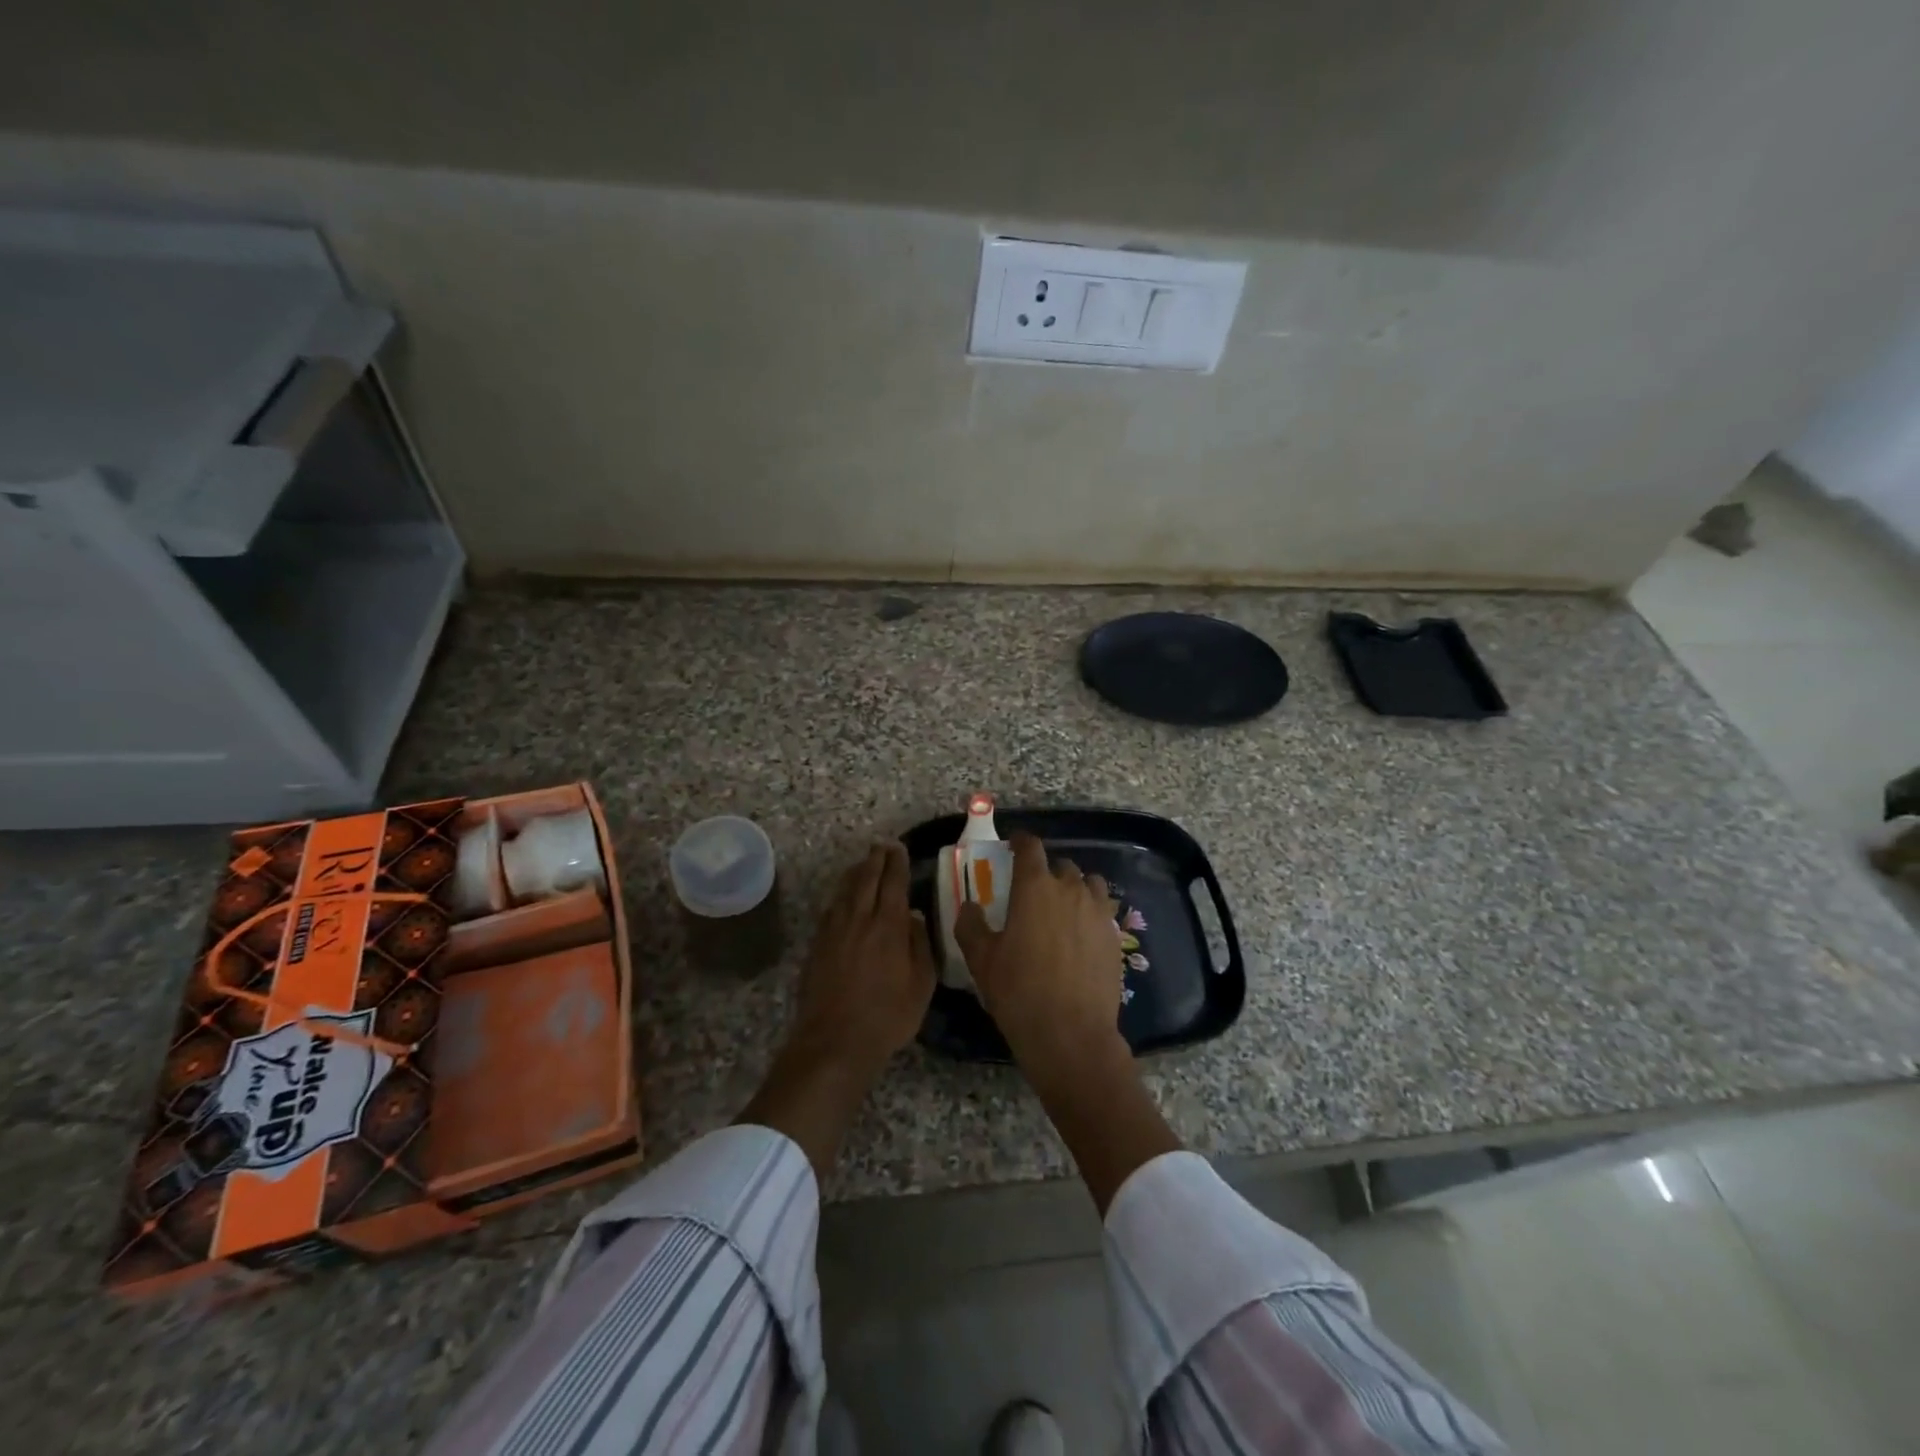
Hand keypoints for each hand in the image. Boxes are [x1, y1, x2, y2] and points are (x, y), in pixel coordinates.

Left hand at [738, 842, 935, 1181]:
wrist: (835, 1041)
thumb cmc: (887, 1016)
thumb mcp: (921, 985)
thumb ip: (920, 945)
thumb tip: (913, 917)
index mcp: (889, 926)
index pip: (893, 883)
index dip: (897, 863)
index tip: (900, 848)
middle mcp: (860, 919)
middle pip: (867, 879)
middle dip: (876, 859)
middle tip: (882, 845)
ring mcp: (834, 930)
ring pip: (845, 890)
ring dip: (856, 872)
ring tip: (863, 862)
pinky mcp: (818, 944)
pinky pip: (831, 908)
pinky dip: (840, 894)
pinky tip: (843, 896)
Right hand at [955, 833, 1124, 1074]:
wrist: (1070, 1034)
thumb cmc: (1019, 991)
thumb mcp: (981, 960)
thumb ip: (971, 925)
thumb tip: (969, 906)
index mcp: (1035, 887)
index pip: (1030, 847)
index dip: (1021, 842)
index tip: (1013, 845)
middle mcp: (1070, 890)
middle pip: (1061, 865)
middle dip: (1046, 872)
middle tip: (1033, 891)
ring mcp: (1097, 912)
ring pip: (1088, 884)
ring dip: (1074, 888)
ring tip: (1062, 909)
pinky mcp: (1114, 936)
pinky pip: (1103, 911)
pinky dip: (1090, 913)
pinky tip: (1080, 935)